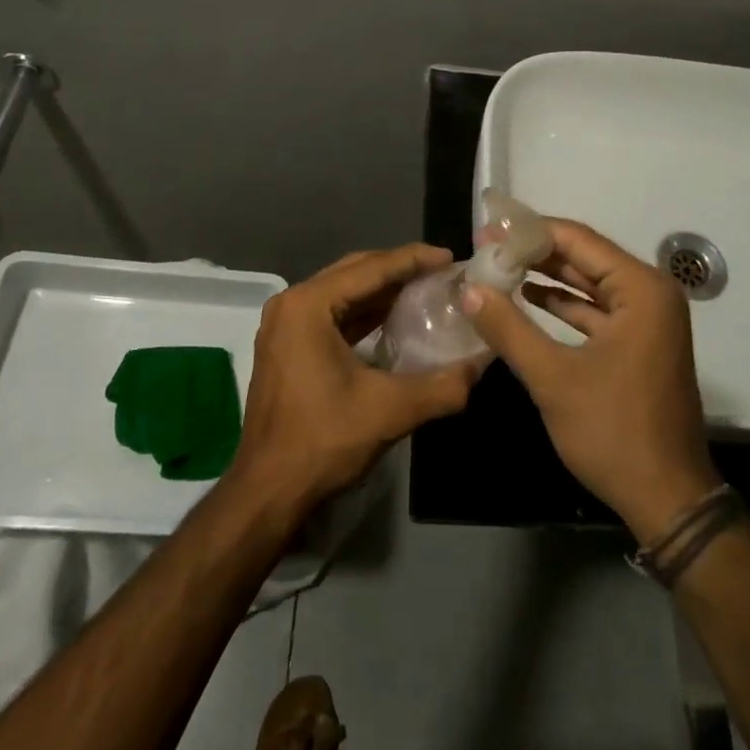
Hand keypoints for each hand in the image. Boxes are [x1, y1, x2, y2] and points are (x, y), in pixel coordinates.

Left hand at [230, 245, 484, 512]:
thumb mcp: (389, 410)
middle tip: (441, 272)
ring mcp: (285, 326)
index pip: (370, 269)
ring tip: (425, 290)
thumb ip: (441, 386)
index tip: (450, 257)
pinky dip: (365, 313)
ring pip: (344, 293)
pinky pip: (334, 315)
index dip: (413, 260)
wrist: (268, 493)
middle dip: (399, 269)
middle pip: (355, 272)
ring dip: (383, 291)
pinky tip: (396, 319)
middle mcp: (292, 304)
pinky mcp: (288, 347)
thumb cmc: (323, 440)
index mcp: (308, 305)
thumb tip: (480, 366)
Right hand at [462, 220, 719, 541]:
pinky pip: (597, 309)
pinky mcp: (640, 341)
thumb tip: (469, 289)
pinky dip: (564, 304)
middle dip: (535, 252)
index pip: (577, 240)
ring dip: (546, 276)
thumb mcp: (554, 379)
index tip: (487, 232)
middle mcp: (651, 292)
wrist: (668, 500)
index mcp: (641, 288)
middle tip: (487, 247)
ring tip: (498, 267)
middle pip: (584, 257)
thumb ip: (509, 328)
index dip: (529, 232)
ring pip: (589, 282)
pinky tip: (528, 298)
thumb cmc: (614, 432)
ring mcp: (648, 318)